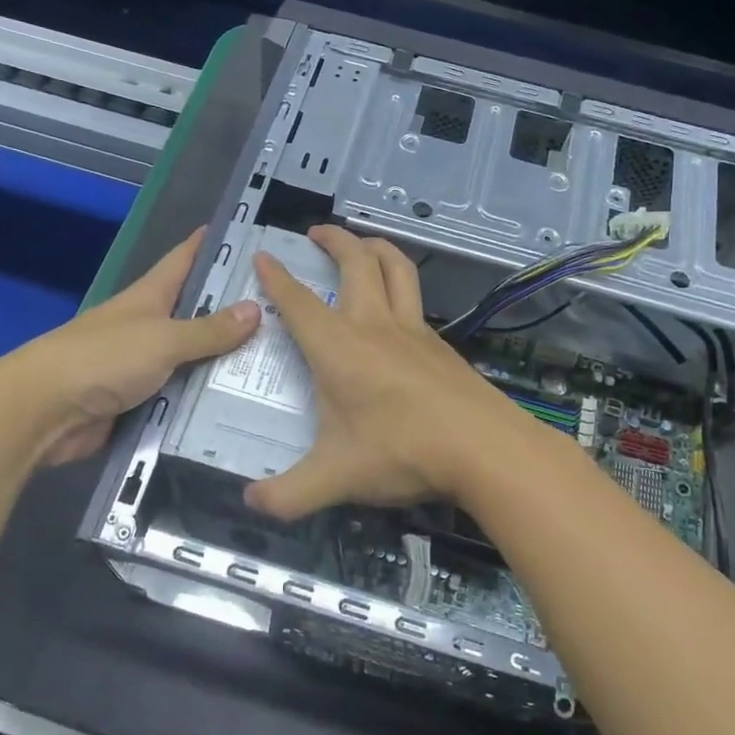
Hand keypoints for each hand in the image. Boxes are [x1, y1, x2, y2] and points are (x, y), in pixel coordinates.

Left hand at [20, 230, 259, 464]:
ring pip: (193, 359)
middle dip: (235, 311)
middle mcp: (148, 326)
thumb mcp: (162, 339)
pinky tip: (241, 405)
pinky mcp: (140, 402)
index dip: (212, 245)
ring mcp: (143, 365)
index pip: (185, 260)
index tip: (248, 234)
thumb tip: (255, 309)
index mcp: (149, 297)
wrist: (43, 412)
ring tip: (276, 363)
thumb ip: (208, 329)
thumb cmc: (102, 359)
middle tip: (285, 311)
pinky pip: (181, 397)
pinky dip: (205, 400)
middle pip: (196, 312)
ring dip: (224, 363)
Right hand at [244, 226, 527, 518]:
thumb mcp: (335, 479)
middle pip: (356, 263)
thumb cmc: (402, 452)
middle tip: (317, 232)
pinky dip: (401, 283)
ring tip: (362, 244)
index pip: (299, 302)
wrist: (483, 449)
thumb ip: (288, 494)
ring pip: (396, 269)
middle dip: (334, 240)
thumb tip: (251, 502)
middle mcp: (374, 326)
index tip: (263, 255)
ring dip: (376, 247)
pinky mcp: (440, 344)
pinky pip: (415, 298)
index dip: (277, 277)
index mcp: (339, 347)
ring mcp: (413, 331)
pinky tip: (397, 304)